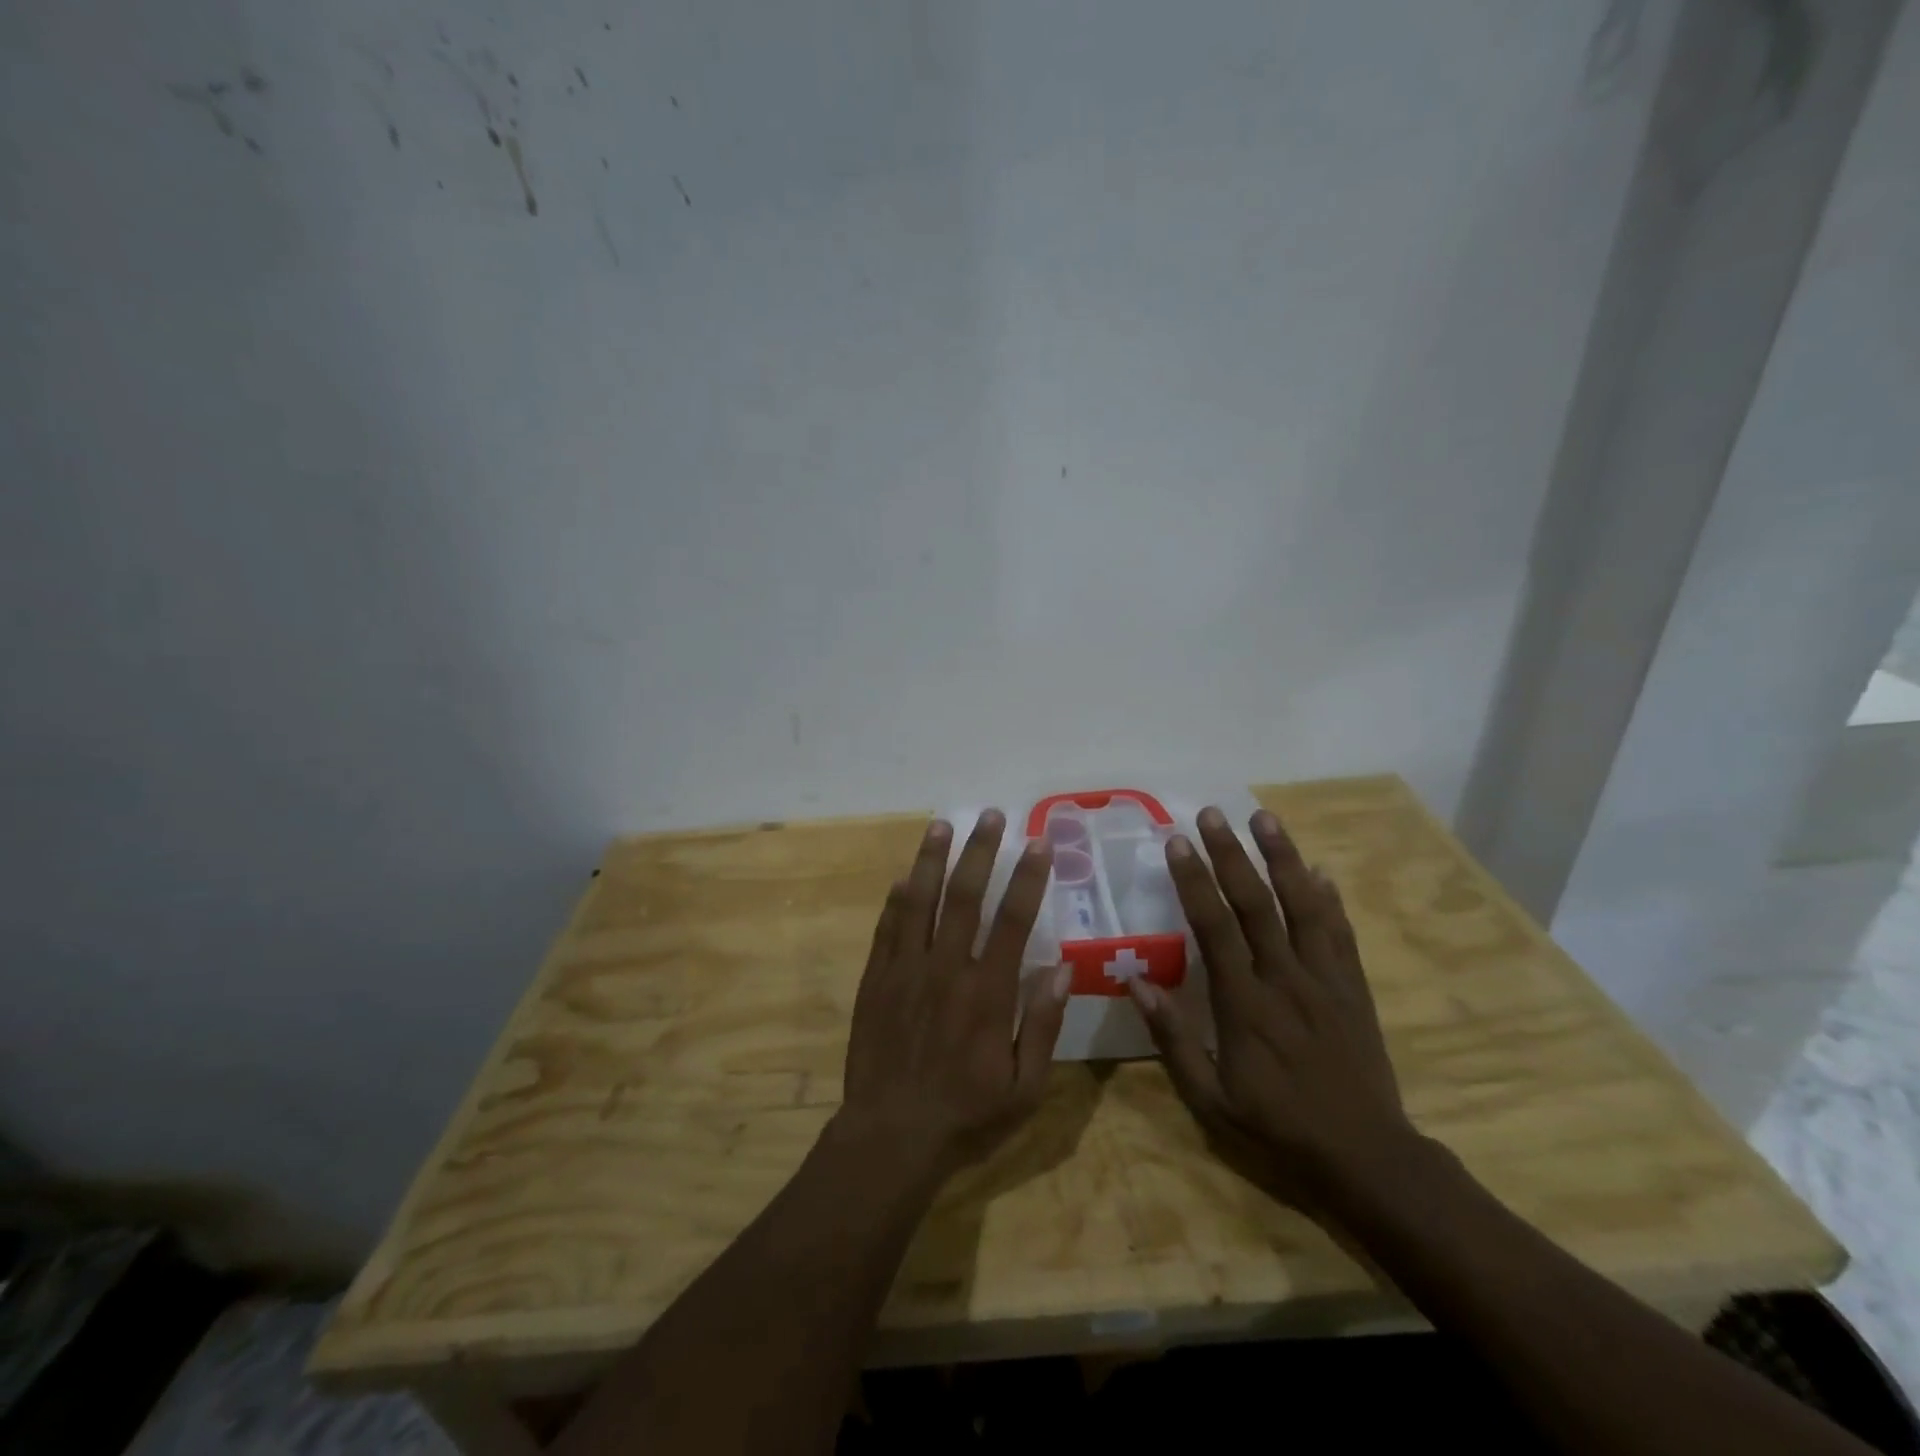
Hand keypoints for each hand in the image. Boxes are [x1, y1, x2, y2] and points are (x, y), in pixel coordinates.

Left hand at [839, 812, 1071, 1178]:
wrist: (891, 1136)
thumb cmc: (966, 1114)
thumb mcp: (1025, 1087)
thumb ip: (1042, 1024)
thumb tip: (1062, 969)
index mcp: (987, 992)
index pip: (1013, 919)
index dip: (1027, 877)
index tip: (1038, 843)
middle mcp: (946, 969)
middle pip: (964, 896)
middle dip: (980, 851)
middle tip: (990, 815)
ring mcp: (906, 971)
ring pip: (919, 901)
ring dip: (932, 860)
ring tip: (942, 825)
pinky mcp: (876, 981)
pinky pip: (887, 930)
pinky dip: (896, 901)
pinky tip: (904, 878)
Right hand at [1127, 806, 1419, 1218]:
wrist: (1367, 1157)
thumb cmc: (1277, 1128)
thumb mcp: (1210, 1098)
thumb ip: (1173, 1038)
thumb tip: (1136, 983)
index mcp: (1244, 1003)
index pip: (1214, 927)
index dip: (1194, 881)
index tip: (1178, 843)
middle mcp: (1284, 979)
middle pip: (1255, 904)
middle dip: (1231, 854)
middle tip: (1212, 813)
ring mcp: (1325, 980)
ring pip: (1303, 906)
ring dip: (1282, 859)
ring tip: (1265, 818)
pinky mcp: (1354, 989)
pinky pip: (1341, 934)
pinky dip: (1329, 899)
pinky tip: (1320, 870)